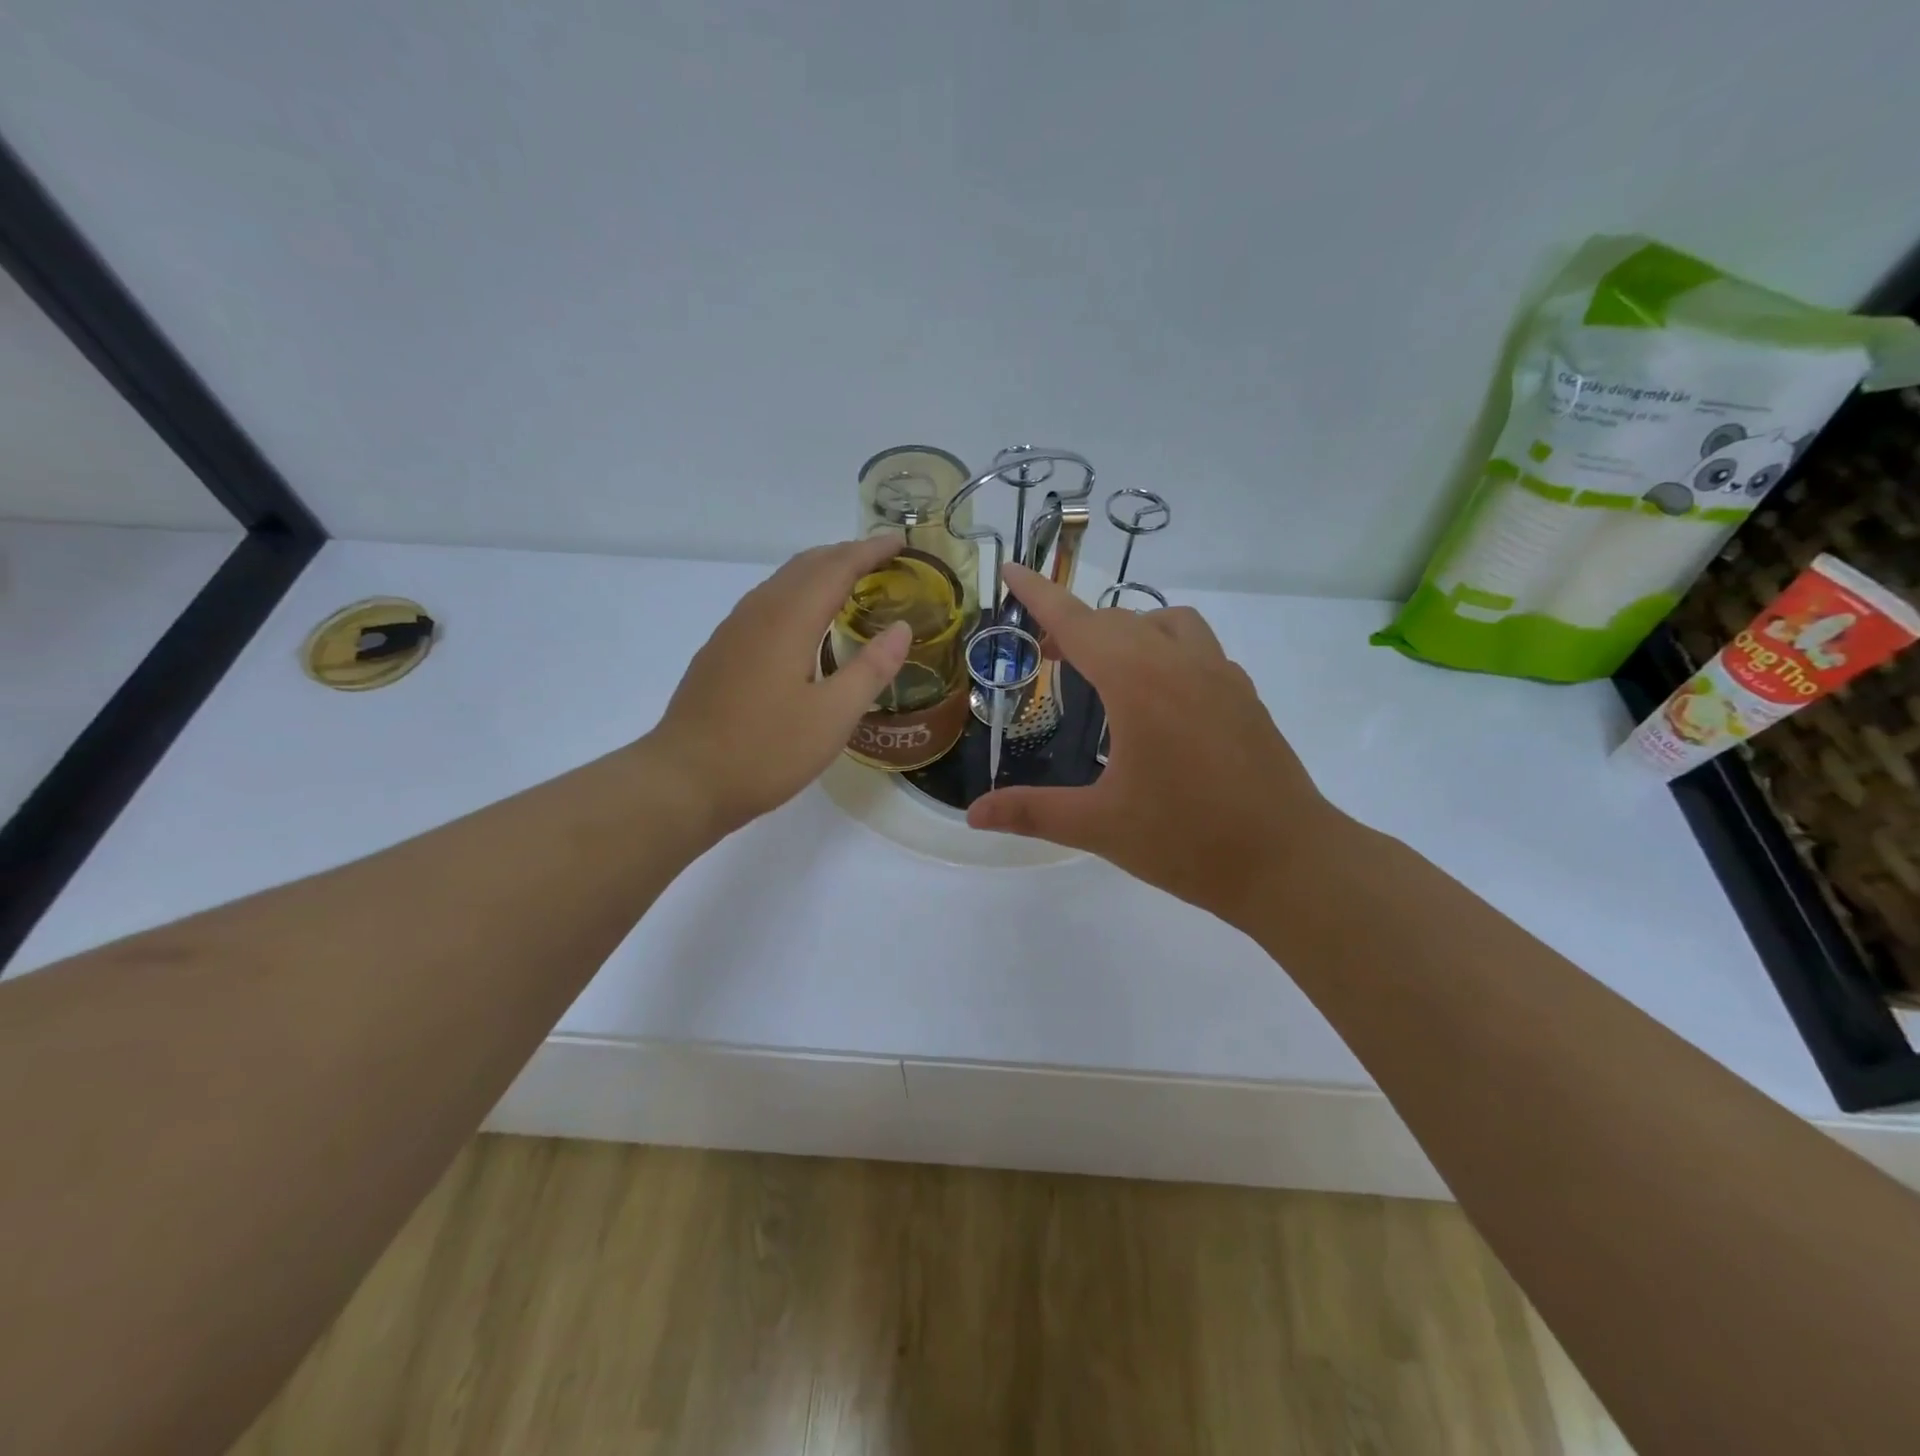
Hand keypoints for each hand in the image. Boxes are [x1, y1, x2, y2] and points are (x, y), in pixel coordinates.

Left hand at [649, 537, 911, 834]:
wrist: (684, 780)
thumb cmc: (765, 751)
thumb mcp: (833, 717)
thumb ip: (871, 669)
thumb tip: (902, 627)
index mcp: (788, 620)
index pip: (836, 568)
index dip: (870, 551)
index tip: (900, 542)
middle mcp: (758, 613)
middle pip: (806, 565)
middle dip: (846, 555)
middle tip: (882, 560)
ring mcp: (733, 631)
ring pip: (782, 582)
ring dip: (819, 572)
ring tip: (850, 583)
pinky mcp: (721, 651)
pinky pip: (766, 603)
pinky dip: (797, 594)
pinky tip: (805, 622)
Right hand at [968, 564, 1342, 927]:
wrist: (1289, 863)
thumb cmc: (1188, 841)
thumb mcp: (1100, 826)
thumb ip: (1032, 812)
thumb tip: (974, 815)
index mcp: (1139, 683)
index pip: (1078, 622)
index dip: (1039, 594)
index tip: (1011, 567)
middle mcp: (1181, 664)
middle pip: (1118, 620)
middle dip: (1075, 626)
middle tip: (1045, 654)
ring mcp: (1221, 676)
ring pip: (1166, 623)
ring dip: (1127, 631)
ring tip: (1105, 669)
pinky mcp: (1245, 697)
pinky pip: (1198, 649)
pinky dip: (1166, 650)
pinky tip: (1160, 697)